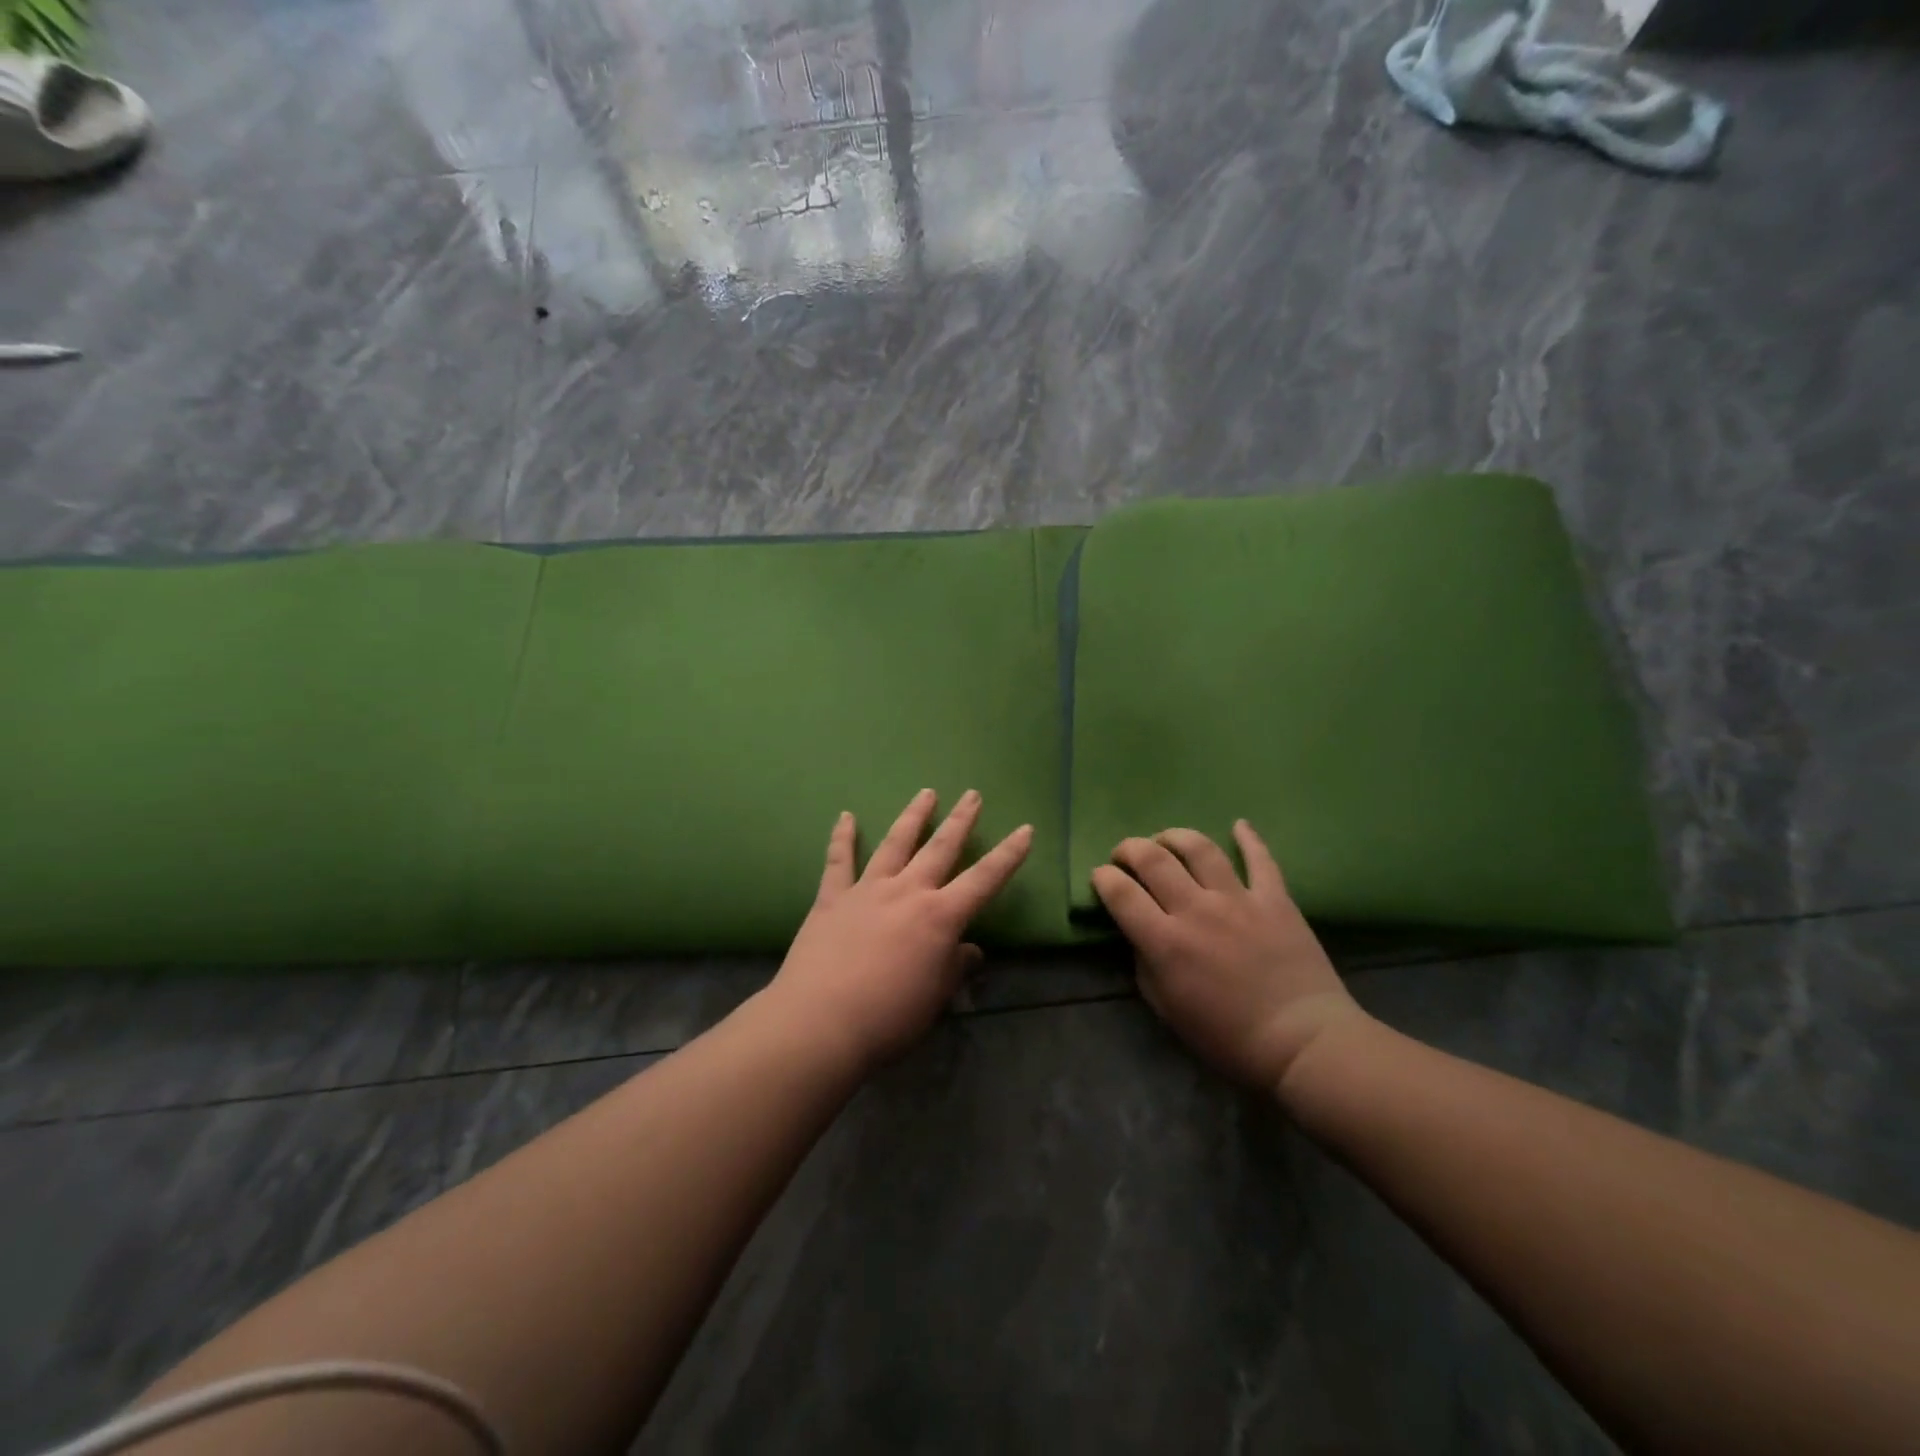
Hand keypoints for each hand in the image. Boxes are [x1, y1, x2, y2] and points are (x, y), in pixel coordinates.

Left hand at [768, 789, 1033, 1073]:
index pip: (984, 879)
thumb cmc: (889, 1017)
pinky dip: (842, 837)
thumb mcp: (936, 997)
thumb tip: (970, 951)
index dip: (1008, 855)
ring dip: (913, 816)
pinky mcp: (832, 898)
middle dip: (960, 820)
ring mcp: (868, 890)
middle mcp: (908, 891)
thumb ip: (955, 968)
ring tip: (926, 793)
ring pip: (895, 843)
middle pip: (940, 848)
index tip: (1025, 829)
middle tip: (972, 794)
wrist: (821, 1021)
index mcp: (940, 916)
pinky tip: (846, 816)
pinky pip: (839, 861)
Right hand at [1091, 821, 1366, 1091]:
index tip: (1101, 877)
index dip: (1103, 878)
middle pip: (1152, 859)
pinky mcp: (1274, 899)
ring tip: (1165, 839)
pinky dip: (1248, 838)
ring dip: (1174, 836)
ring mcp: (1237, 899)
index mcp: (1165, 941)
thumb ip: (1145, 965)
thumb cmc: (1228, 1037)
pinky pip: (1260, 859)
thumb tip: (1140, 934)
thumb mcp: (1167, 1009)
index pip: (1120, 893)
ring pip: (1199, 848)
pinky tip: (1239, 825)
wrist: (1302, 1042)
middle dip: (1129, 849)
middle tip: (1125, 855)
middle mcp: (1196, 909)